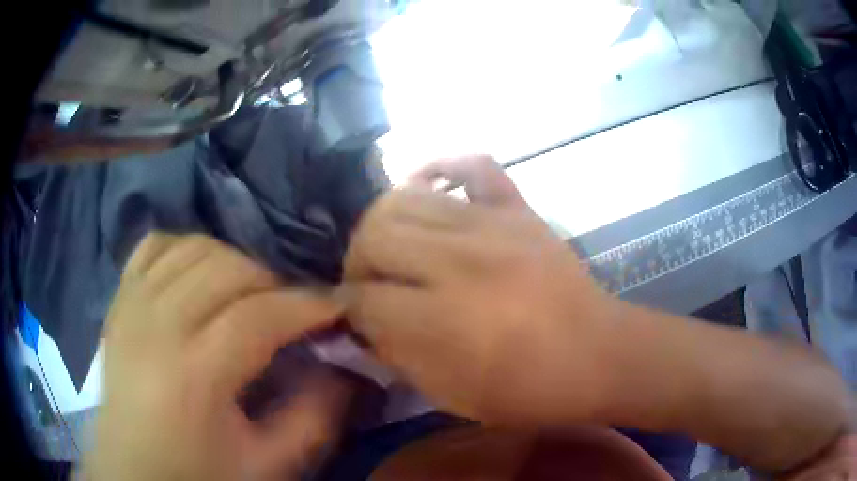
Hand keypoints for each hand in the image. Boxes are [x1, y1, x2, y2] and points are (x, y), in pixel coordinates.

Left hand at [84, 233, 352, 480]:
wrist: (132, 469)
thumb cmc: (198, 474)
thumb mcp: (267, 465)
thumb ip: (313, 418)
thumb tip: (342, 367)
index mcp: (192, 376)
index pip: (258, 316)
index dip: (306, 305)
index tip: (336, 307)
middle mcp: (156, 325)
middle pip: (227, 269)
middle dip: (274, 281)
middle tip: (292, 309)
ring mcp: (131, 303)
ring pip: (193, 247)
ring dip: (234, 261)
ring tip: (250, 292)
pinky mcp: (119, 297)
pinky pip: (155, 245)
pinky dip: (186, 247)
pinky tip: (200, 272)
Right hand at [343, 155, 620, 424]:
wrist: (600, 356)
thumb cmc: (529, 390)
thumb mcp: (452, 395)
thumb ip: (397, 356)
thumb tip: (362, 322)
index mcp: (440, 320)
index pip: (361, 297)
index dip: (348, 309)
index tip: (354, 317)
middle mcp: (457, 262)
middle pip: (372, 235)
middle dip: (356, 262)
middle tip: (369, 282)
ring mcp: (491, 225)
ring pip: (404, 197)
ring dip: (383, 224)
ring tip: (393, 247)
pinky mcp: (518, 209)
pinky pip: (473, 165)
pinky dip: (443, 168)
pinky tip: (430, 188)